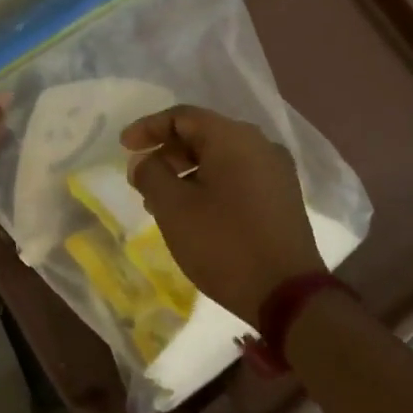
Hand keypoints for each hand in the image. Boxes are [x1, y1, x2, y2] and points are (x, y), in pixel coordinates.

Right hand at [121, 104, 325, 326]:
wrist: (288, 296)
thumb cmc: (224, 244)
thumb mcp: (173, 208)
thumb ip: (150, 174)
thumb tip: (143, 161)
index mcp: (233, 137)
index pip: (182, 116)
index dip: (148, 127)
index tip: (124, 147)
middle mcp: (259, 145)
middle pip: (203, 134)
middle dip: (167, 153)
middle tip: (141, 177)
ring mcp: (276, 171)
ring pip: (220, 158)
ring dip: (186, 172)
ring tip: (161, 201)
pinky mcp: (282, 197)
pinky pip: (238, 176)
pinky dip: (210, 184)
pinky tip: (193, 212)